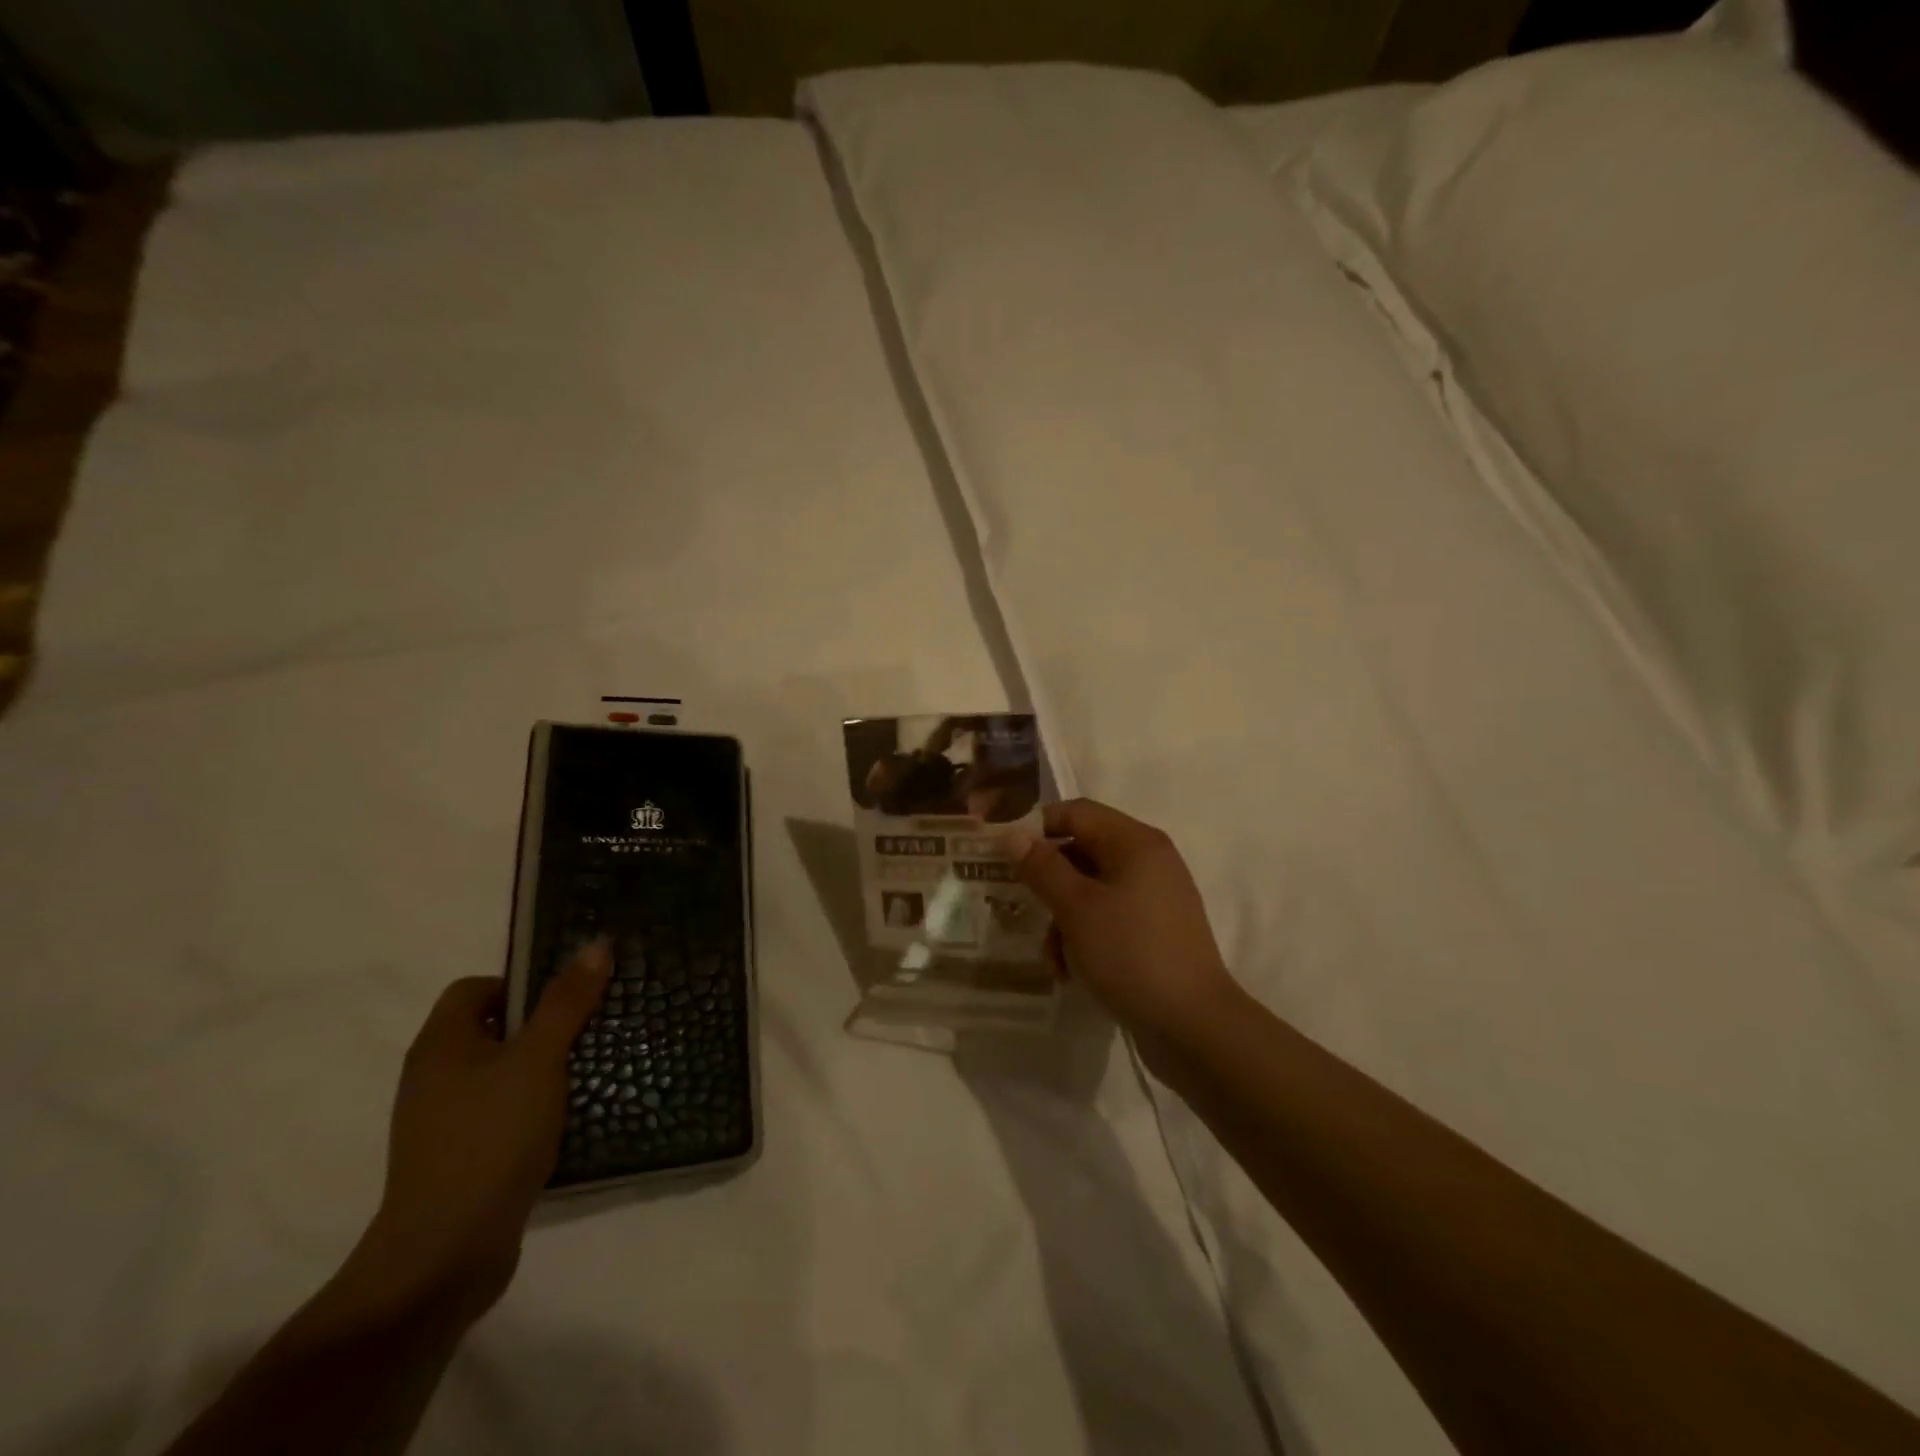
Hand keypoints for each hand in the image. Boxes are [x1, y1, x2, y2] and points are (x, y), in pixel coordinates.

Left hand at [359, 941, 610, 1319]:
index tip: (566, 999)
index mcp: (440, 1045)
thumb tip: (596, 944)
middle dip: (542, 1025)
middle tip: (589, 1029)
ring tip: (587, 1071)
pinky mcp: (460, 1157)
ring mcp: (442, 1122)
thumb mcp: (539, 1059)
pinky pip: (502, 1111)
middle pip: (491, 1028)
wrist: (445, 1254)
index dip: (521, 983)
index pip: (474, 988)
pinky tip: (566, 1118)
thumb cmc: (491, 1138)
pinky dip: (533, 1107)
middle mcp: (432, 1077)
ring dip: (542, 1068)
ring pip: (501, 1072)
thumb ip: (567, 1002)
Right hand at [1009, 799, 1239, 1065]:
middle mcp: (1149, 860)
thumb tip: (1013, 835)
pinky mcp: (1155, 930)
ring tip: (1053, 958)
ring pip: (1091, 889)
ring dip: (1063, 918)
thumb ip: (1042, 867)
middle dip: (1049, 882)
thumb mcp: (1077, 908)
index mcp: (1135, 842)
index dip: (1037, 826)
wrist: (1193, 1026)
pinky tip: (1071, 970)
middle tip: (1020, 906)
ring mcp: (1155, 897)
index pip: (1076, 812)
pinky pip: (1109, 917)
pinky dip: (1085, 936)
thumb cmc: (1131, 953)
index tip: (1003, 853)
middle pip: (1082, 851)